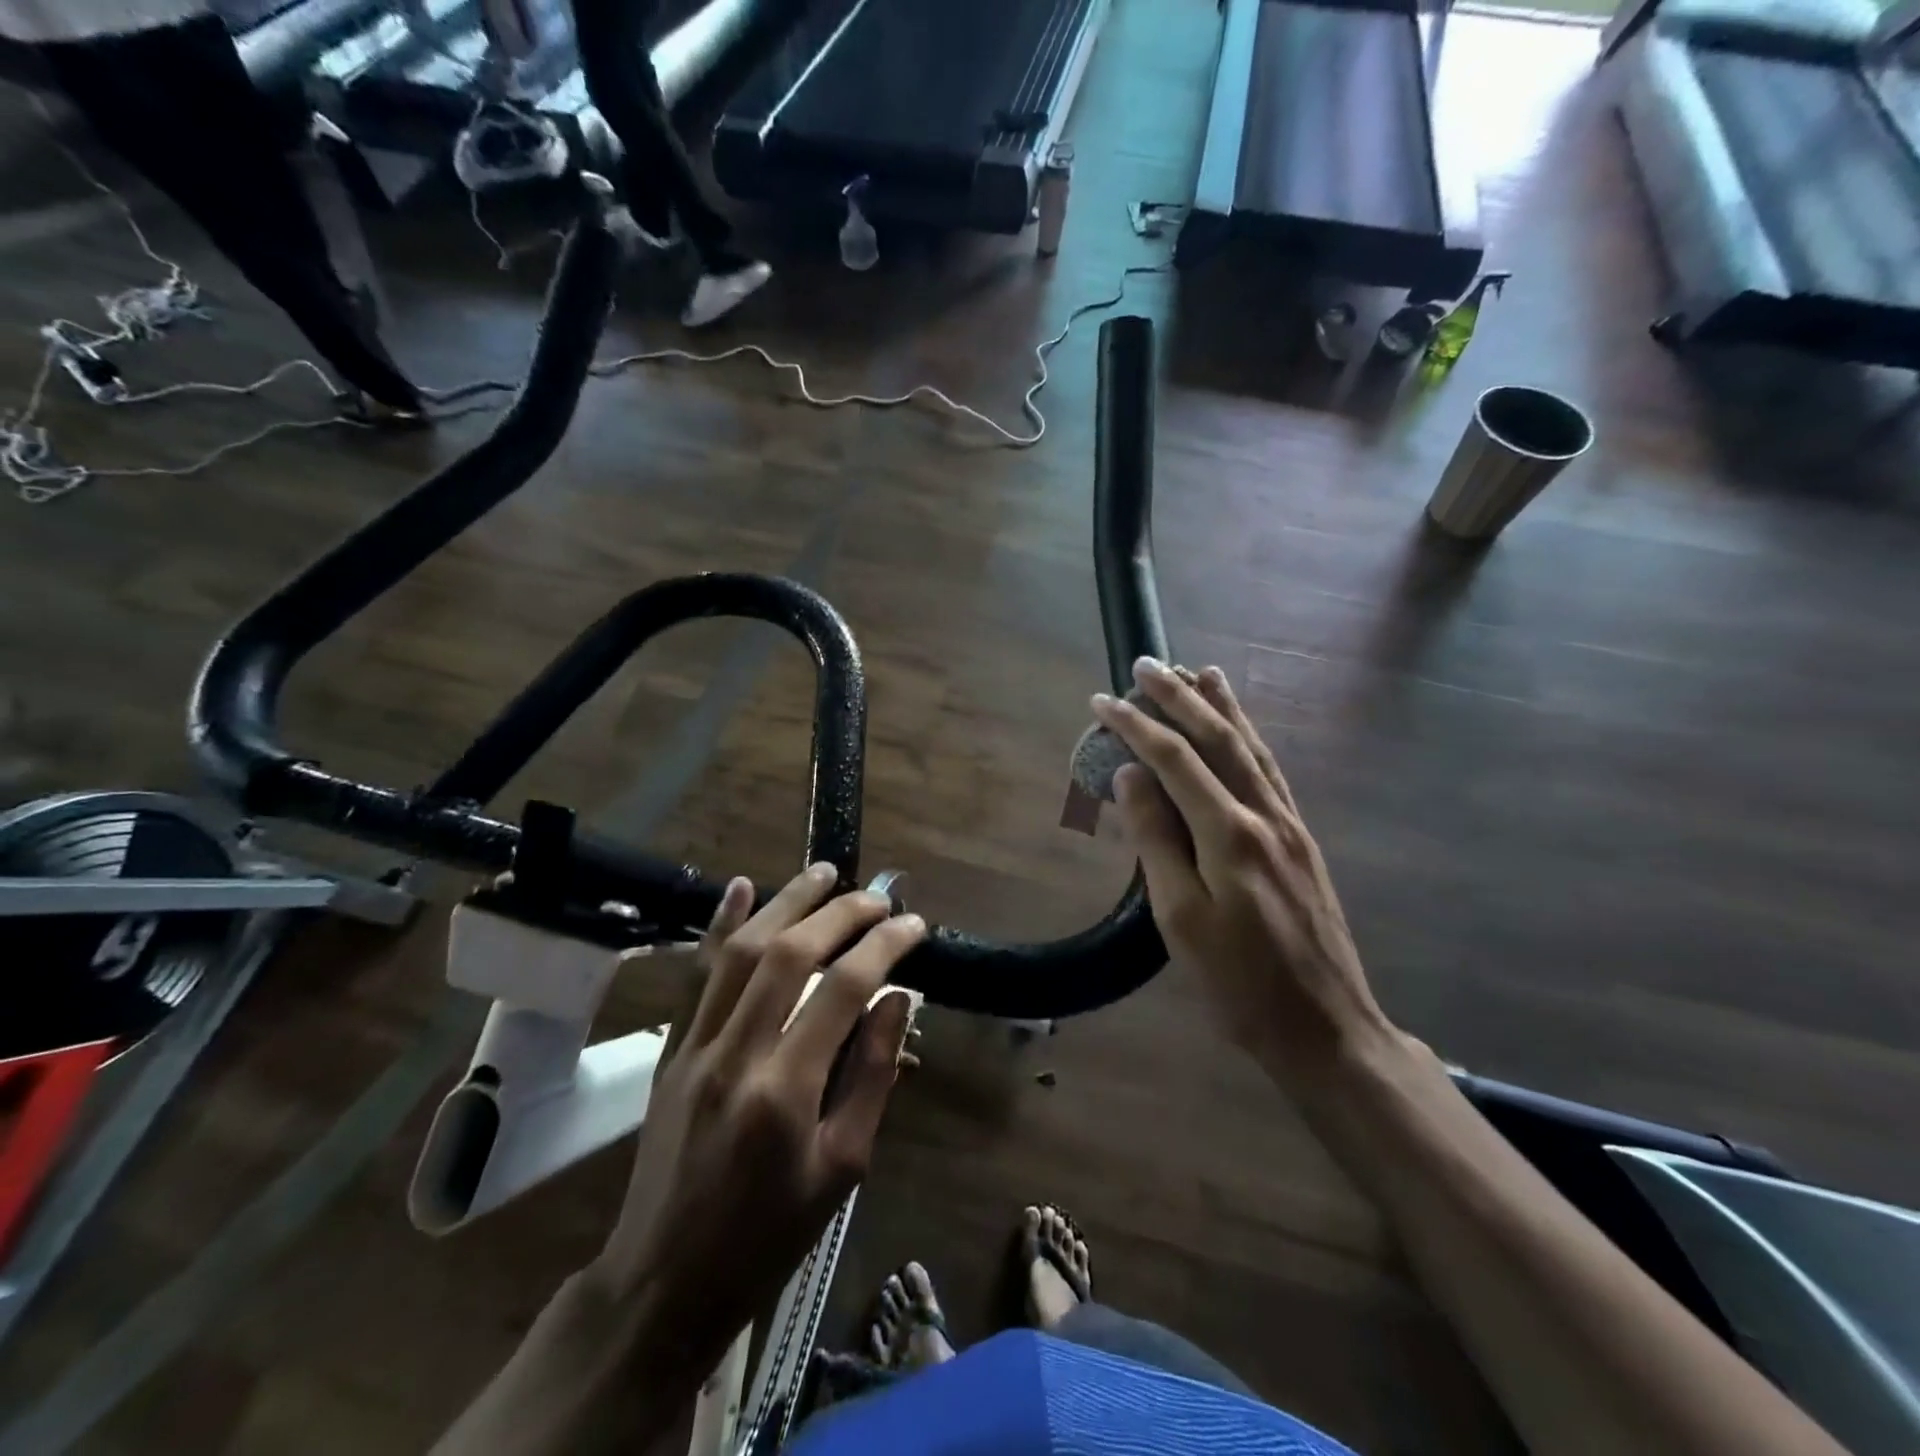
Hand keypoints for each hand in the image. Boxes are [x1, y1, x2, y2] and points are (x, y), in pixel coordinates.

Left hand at [589, 864, 923, 1359]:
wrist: (664, 1282)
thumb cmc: (770, 1236)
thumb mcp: (843, 1168)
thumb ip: (872, 1075)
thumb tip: (897, 998)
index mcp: (786, 1092)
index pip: (844, 990)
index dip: (884, 947)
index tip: (914, 924)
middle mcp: (736, 1054)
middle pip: (791, 955)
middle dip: (840, 914)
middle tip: (877, 895)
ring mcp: (695, 1046)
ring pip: (742, 951)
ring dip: (785, 902)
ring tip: (824, 871)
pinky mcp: (670, 1048)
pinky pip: (696, 974)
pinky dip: (719, 925)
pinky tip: (740, 886)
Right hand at [1095, 658, 1390, 1086]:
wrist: (1325, 1026)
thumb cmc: (1238, 982)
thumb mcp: (1180, 918)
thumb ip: (1155, 840)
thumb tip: (1130, 776)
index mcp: (1230, 834)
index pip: (1174, 761)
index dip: (1135, 725)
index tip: (1101, 700)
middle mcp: (1264, 815)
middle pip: (1218, 739)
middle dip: (1179, 698)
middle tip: (1147, 663)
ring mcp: (1289, 824)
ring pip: (1251, 748)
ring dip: (1222, 706)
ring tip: (1199, 671)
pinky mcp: (1301, 839)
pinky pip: (1270, 771)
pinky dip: (1250, 738)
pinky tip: (1241, 729)